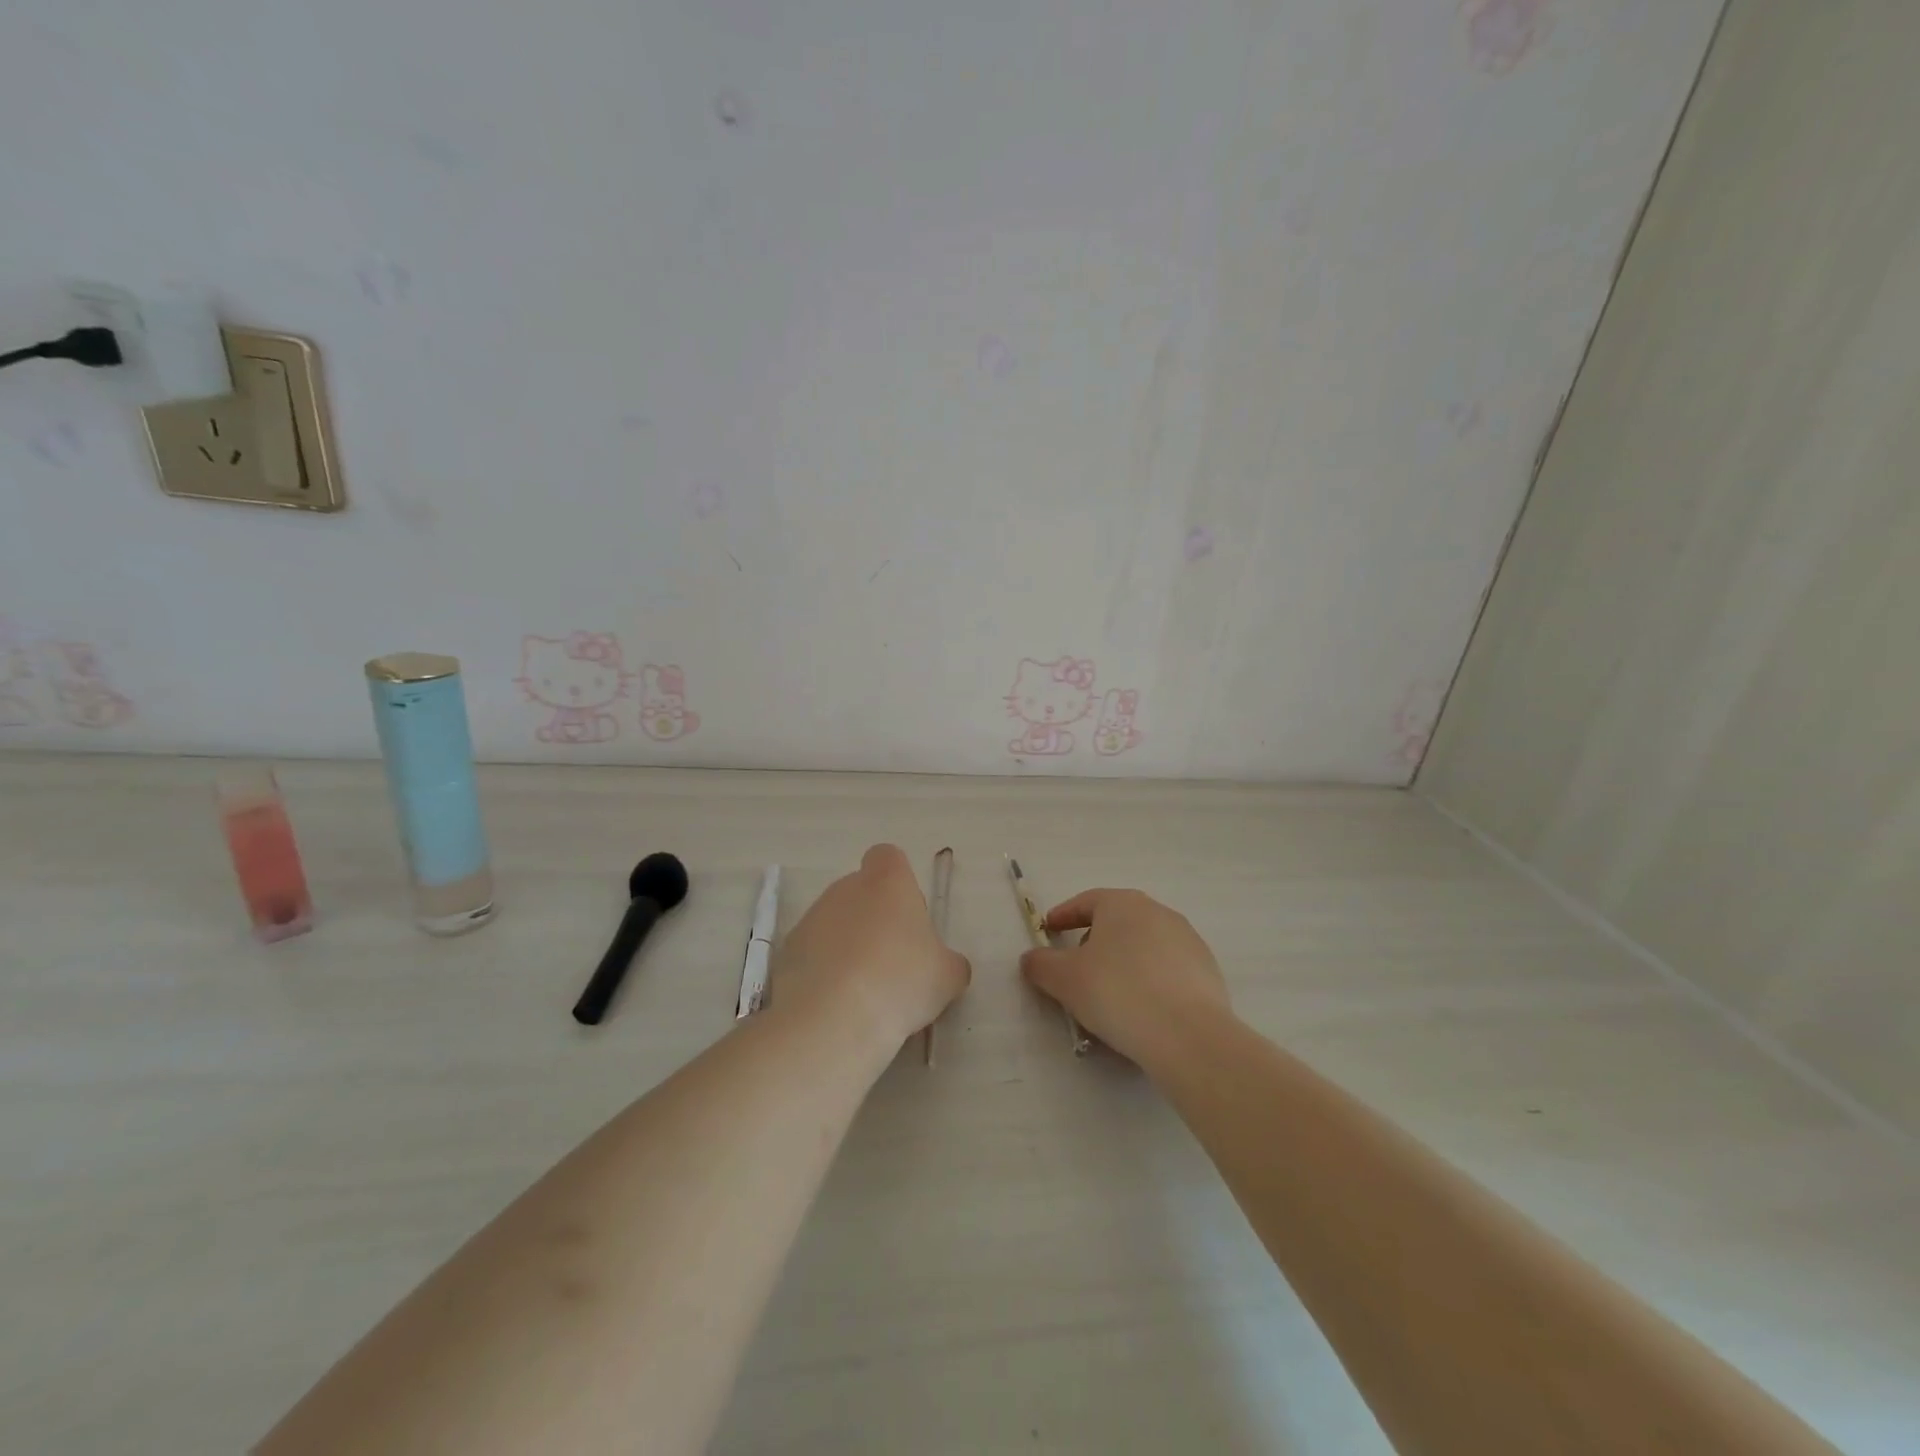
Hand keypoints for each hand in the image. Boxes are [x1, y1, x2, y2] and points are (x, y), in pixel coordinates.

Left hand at [776, 844, 970, 1051]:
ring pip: (836, 924)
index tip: (908, 918)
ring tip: (866, 994)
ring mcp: (812, 918)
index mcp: (887, 881)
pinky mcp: (787, 952)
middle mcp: (845, 888)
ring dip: (849, 947)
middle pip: (862, 892)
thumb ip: (949, 961)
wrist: (831, 1020)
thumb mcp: (947, 976)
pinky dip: (825, 972)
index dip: (899, 883)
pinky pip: (813, 954)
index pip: (888, 858)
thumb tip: (945, 965)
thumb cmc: (900, 982)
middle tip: (894, 964)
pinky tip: (838, 1006)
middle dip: (876, 920)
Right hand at [1020, 889, 1230, 1068]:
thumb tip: (1031, 958)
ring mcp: (1187, 940)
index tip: (1048, 930)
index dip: (1063, 916)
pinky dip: (1148, 982)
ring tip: (1109, 997)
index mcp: (1123, 904)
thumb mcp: (1064, 979)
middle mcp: (1158, 912)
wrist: (1188, 1035)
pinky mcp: (1207, 971)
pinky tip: (1141, 1011)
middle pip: (1116, 922)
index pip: (1086, 902)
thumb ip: (1041, 964)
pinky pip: (1166, 970)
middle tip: (1076, 969)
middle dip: (1093, 942)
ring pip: (1143, 947)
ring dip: (1122, 964)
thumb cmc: (1117, 993)